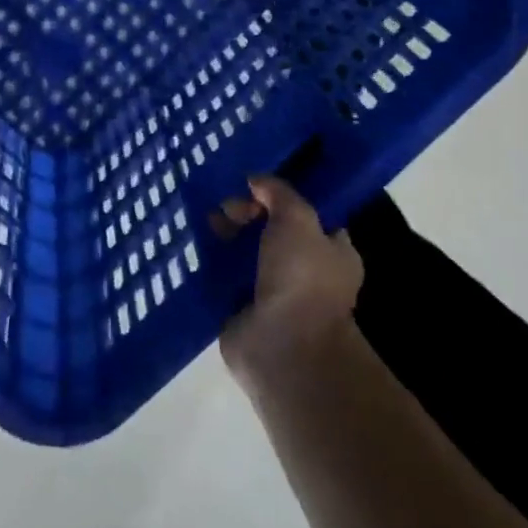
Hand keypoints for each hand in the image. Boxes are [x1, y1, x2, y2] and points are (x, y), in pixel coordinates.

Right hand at [218, 175, 364, 389]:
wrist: (282, 347)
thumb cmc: (302, 277)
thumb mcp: (297, 218)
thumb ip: (278, 192)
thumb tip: (256, 180)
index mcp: (331, 251)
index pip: (307, 214)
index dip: (281, 196)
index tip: (254, 183)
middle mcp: (305, 271)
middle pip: (270, 229)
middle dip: (247, 213)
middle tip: (226, 205)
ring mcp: (272, 292)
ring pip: (245, 251)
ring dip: (226, 235)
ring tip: (207, 220)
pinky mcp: (242, 308)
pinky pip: (225, 275)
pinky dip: (212, 261)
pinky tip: (196, 241)